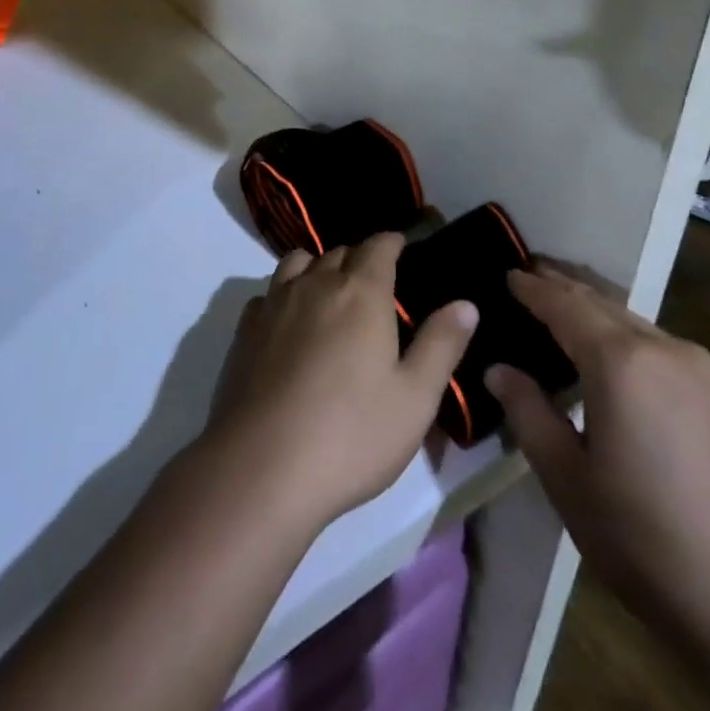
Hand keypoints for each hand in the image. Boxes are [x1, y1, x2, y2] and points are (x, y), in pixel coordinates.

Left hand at [201, 234, 478, 529]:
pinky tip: (289, 324)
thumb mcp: (415, 398)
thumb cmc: (351, 434)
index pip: (378, 246)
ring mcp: (274, 304)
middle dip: (359, 259)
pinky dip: (283, 295)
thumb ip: (441, 344)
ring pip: (298, 263)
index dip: (392, 242)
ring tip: (330, 295)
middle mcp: (315, 284)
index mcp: (361, 292)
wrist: (262, 467)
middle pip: (339, 252)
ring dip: (317, 268)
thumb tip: (465, 303)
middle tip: (375, 285)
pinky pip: (268, 293)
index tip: (402, 247)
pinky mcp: (244, 330)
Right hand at [485, 265, 709, 659]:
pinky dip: (623, 332)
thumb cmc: (647, 541)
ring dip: (594, 308)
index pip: (564, 306)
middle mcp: (663, 348)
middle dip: (562, 286)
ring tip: (561, 305)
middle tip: (528, 275)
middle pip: (601, 302)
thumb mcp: (568, 480)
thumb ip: (529, 414)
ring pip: (632, 320)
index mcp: (621, 363)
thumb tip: (498, 370)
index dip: (532, 289)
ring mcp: (701, 367)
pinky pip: (658, 342)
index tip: (505, 275)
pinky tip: (611, 349)